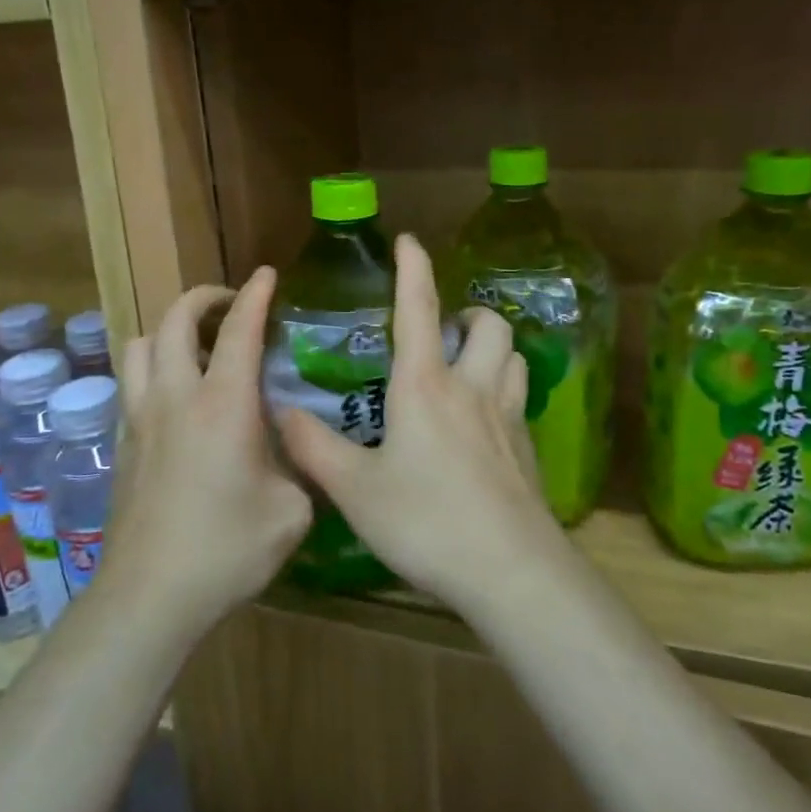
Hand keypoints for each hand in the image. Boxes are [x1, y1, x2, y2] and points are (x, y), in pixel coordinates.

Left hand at [104, 267, 311, 636]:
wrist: (150, 595)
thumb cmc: (228, 549)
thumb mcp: (291, 510)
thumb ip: (301, 467)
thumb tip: (302, 450)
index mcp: (223, 404)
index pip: (238, 330)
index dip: (254, 295)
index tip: (266, 276)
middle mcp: (175, 397)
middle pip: (174, 320)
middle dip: (202, 298)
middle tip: (229, 305)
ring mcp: (140, 418)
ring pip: (140, 345)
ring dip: (168, 331)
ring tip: (196, 346)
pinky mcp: (121, 443)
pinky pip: (131, 383)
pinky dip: (153, 369)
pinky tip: (175, 398)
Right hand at [275, 234, 569, 615]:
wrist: (509, 570)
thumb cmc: (425, 521)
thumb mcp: (355, 489)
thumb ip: (314, 448)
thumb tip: (282, 413)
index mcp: (424, 385)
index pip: (418, 309)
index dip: (412, 268)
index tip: (408, 241)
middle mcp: (471, 388)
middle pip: (487, 325)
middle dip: (469, 313)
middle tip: (446, 330)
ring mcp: (507, 418)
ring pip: (513, 356)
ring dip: (492, 347)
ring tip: (469, 364)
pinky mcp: (527, 450)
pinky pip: (520, 400)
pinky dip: (504, 390)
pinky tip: (485, 423)